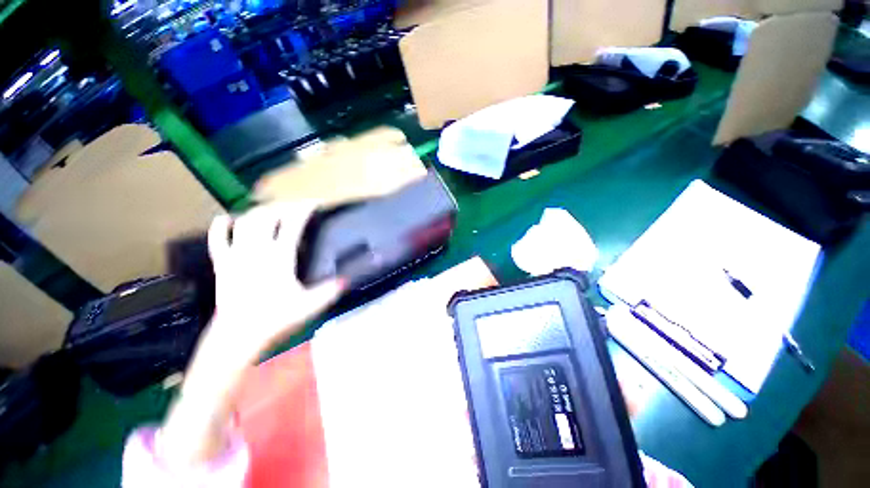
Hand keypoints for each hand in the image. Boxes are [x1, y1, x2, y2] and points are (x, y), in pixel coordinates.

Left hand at [159, 202, 343, 466]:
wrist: (237, 337)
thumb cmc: (274, 319)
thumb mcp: (309, 306)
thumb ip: (330, 290)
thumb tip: (347, 279)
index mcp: (279, 257)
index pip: (293, 223)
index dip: (304, 209)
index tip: (315, 203)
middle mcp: (256, 250)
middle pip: (267, 216)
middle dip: (283, 206)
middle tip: (295, 207)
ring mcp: (236, 255)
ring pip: (244, 222)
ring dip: (259, 212)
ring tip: (271, 211)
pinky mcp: (223, 265)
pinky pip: (217, 240)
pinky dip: (220, 226)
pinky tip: (226, 219)